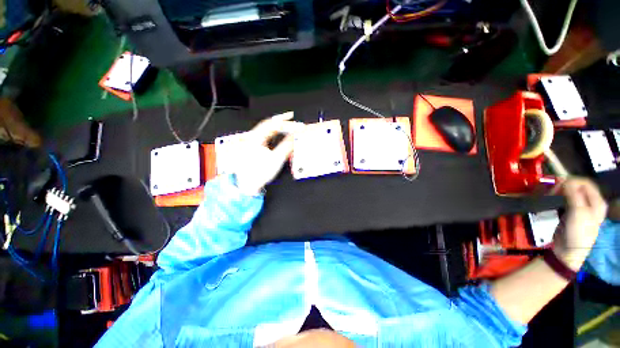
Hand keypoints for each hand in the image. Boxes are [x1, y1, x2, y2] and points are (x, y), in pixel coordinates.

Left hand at [233, 112, 304, 194]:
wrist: (248, 185)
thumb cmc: (258, 174)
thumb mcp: (275, 160)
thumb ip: (286, 146)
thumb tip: (294, 137)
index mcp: (255, 139)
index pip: (273, 126)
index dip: (287, 124)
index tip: (297, 126)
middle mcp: (252, 138)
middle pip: (268, 124)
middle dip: (281, 120)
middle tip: (292, 117)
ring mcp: (252, 142)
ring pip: (267, 129)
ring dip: (278, 125)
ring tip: (287, 122)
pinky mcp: (255, 146)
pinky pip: (266, 135)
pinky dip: (274, 132)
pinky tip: (279, 132)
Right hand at [553, 178, 607, 269]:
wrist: (568, 251)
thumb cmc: (577, 232)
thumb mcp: (578, 212)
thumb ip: (574, 194)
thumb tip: (565, 180)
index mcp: (597, 202)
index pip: (585, 182)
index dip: (572, 181)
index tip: (558, 185)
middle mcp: (591, 203)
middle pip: (577, 187)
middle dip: (563, 187)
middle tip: (551, 192)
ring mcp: (580, 208)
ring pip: (569, 193)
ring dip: (558, 192)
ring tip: (549, 196)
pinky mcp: (570, 212)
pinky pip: (564, 200)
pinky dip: (556, 198)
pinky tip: (551, 201)